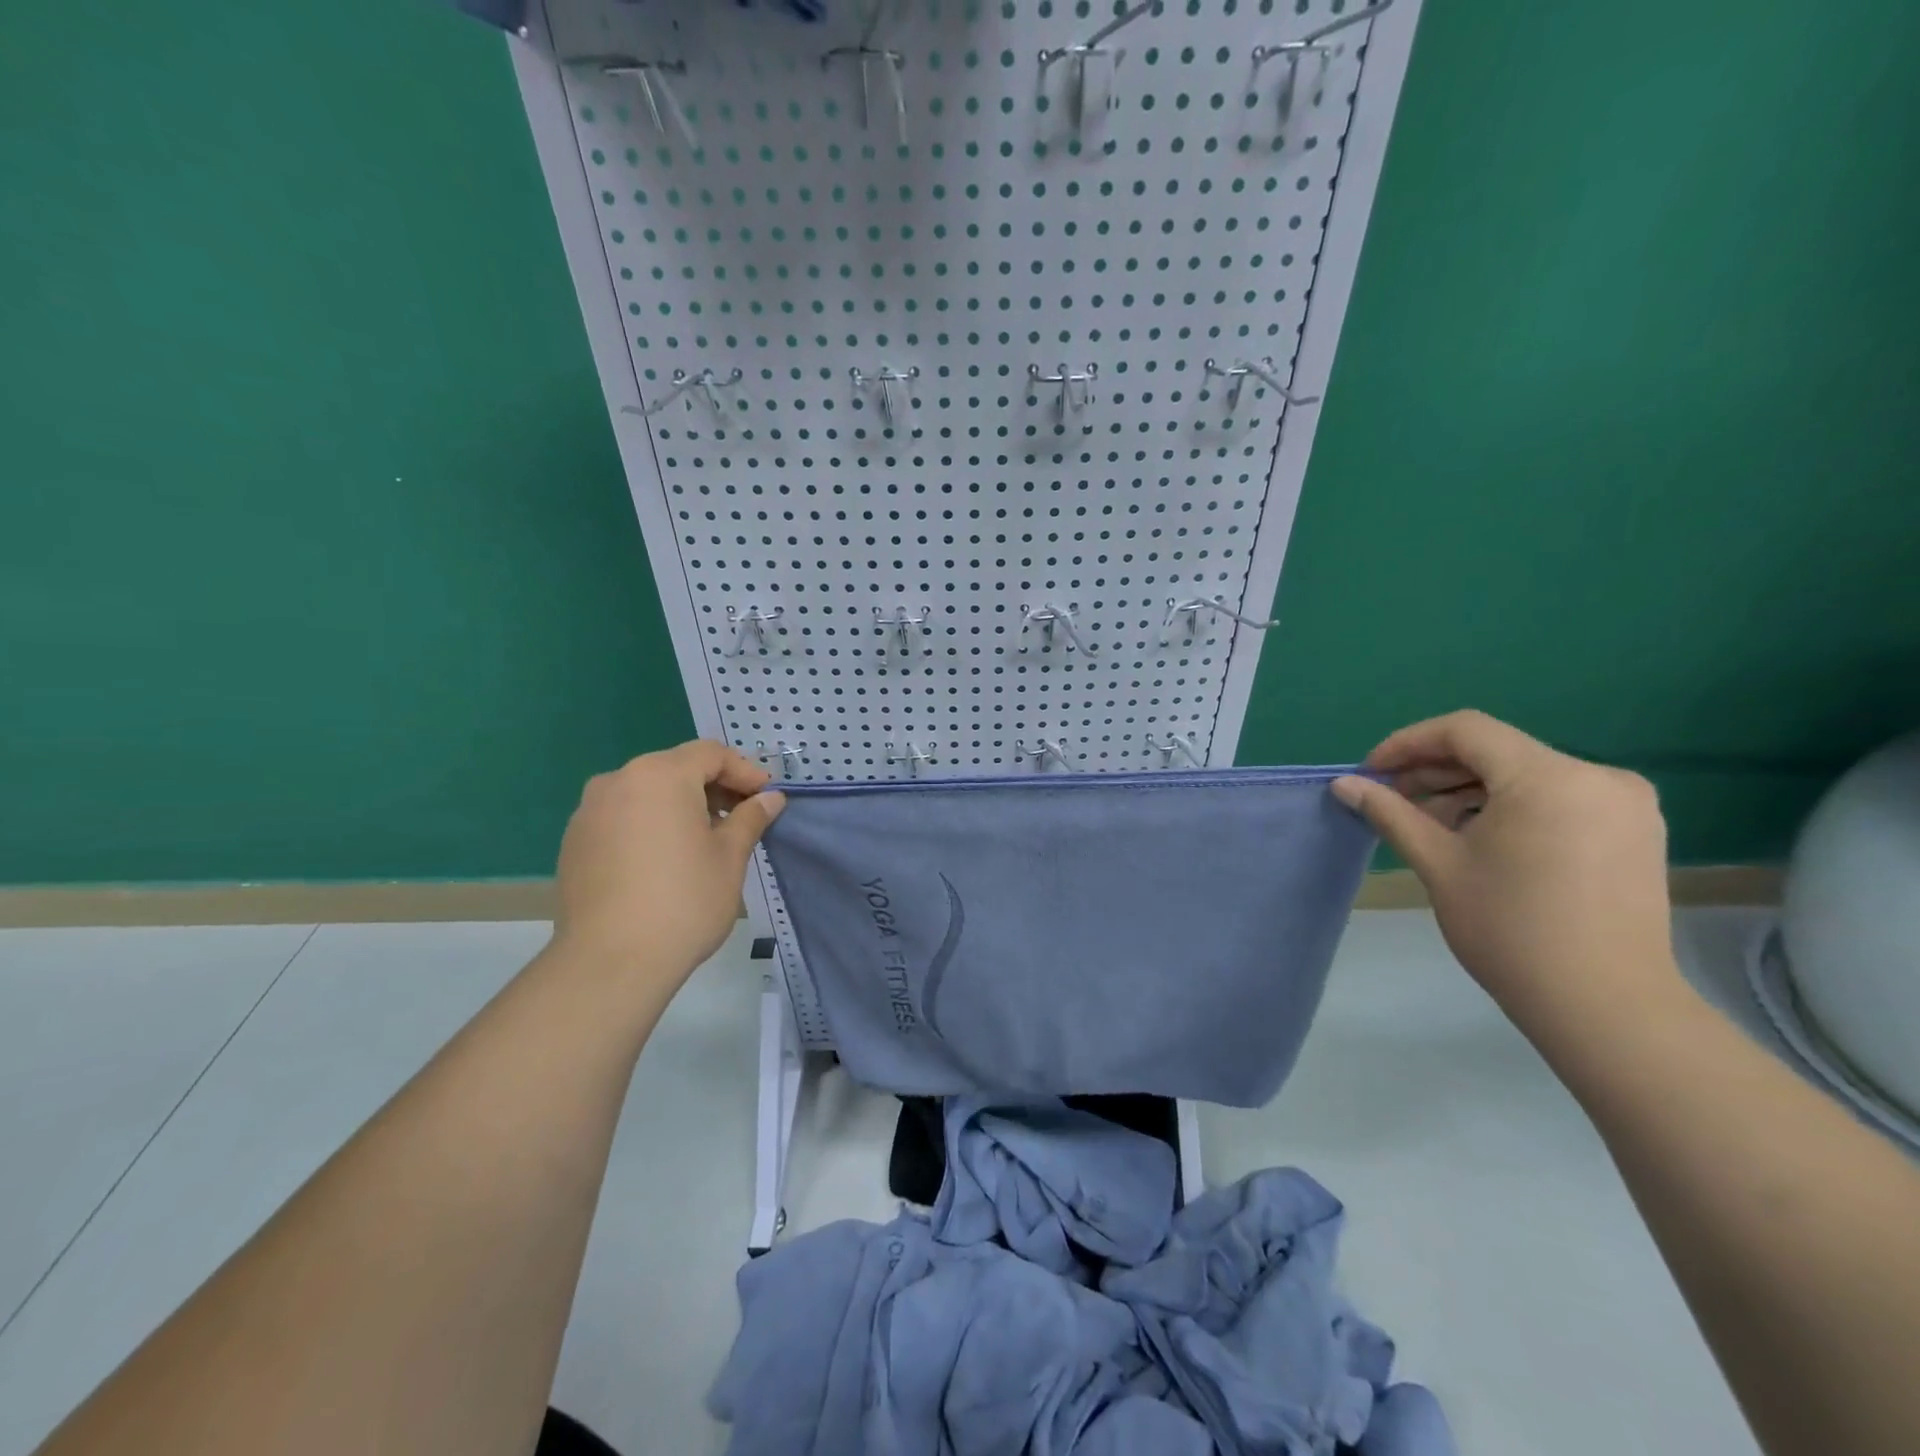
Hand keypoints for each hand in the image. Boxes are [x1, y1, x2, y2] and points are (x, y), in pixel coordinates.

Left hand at [551, 740, 784, 987]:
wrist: (610, 962)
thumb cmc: (684, 901)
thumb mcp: (730, 857)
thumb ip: (750, 818)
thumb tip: (770, 799)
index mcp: (660, 775)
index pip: (710, 754)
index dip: (744, 771)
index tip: (766, 797)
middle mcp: (618, 781)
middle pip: (675, 769)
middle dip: (712, 787)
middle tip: (741, 817)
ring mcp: (589, 812)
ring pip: (646, 793)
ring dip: (680, 806)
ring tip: (705, 840)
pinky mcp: (574, 842)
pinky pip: (622, 818)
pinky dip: (650, 825)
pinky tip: (665, 860)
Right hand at [1332, 711, 1679, 1036]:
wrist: (1605, 1007)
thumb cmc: (1510, 929)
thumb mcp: (1439, 864)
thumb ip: (1391, 813)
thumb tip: (1343, 784)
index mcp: (1549, 777)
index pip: (1465, 730)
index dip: (1408, 743)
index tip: (1371, 773)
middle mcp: (1597, 776)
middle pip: (1498, 751)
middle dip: (1436, 770)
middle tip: (1391, 799)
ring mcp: (1624, 804)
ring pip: (1526, 775)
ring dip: (1470, 790)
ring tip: (1430, 823)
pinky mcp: (1635, 831)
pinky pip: (1557, 798)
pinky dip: (1510, 806)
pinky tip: (1479, 838)